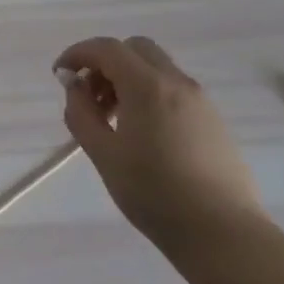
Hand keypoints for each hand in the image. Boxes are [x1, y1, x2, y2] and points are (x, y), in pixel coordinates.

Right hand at [54, 35, 267, 254]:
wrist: (223, 234)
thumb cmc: (154, 193)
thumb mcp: (103, 154)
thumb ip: (81, 113)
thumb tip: (75, 86)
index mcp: (147, 85)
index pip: (106, 48)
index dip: (78, 54)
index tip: (61, 74)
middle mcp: (177, 82)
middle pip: (135, 49)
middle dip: (106, 62)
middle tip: (91, 95)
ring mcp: (201, 101)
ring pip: (157, 68)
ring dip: (128, 78)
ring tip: (114, 119)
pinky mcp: (214, 121)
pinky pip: (174, 90)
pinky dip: (150, 94)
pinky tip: (143, 133)